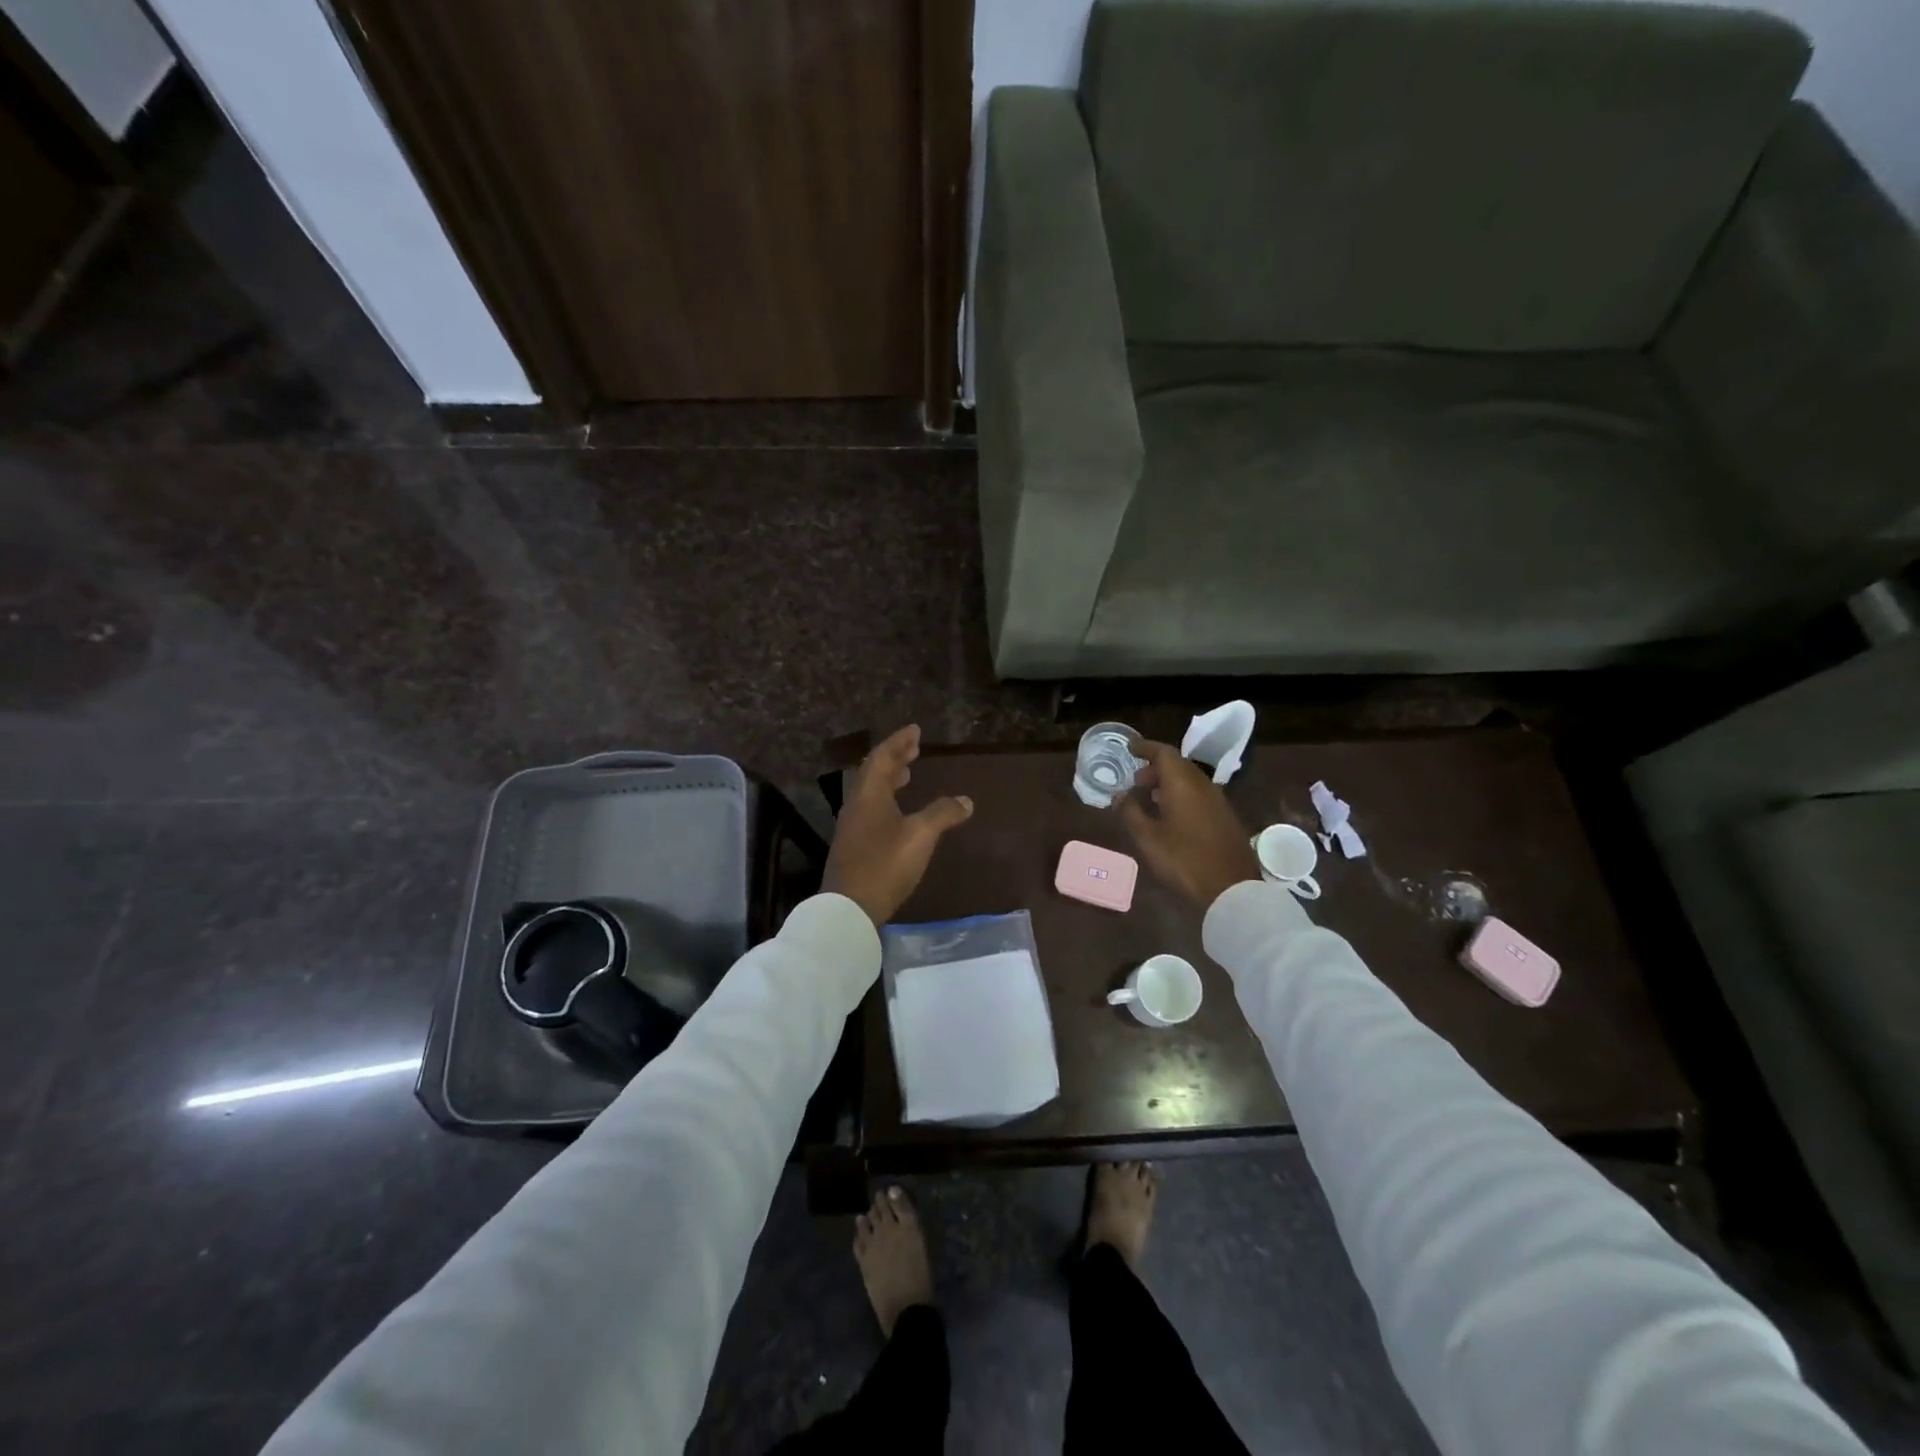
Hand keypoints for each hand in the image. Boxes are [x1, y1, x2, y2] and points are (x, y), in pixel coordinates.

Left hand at [823, 725, 973, 926]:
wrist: (849, 908)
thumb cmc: (885, 864)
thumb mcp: (920, 836)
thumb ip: (942, 814)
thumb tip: (966, 800)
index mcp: (869, 794)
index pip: (882, 757)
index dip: (899, 742)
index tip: (915, 730)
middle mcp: (857, 804)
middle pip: (874, 772)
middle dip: (895, 758)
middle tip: (914, 748)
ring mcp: (852, 826)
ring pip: (871, 792)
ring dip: (890, 778)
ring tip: (907, 774)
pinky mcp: (853, 845)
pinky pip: (871, 809)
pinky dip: (886, 799)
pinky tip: (898, 811)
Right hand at [1120, 740, 1261, 909]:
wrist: (1232, 890)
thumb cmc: (1184, 861)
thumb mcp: (1148, 839)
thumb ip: (1131, 811)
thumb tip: (1121, 795)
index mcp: (1183, 784)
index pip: (1164, 753)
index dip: (1145, 747)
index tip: (1130, 747)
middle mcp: (1203, 785)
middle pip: (1178, 764)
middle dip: (1155, 767)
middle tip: (1136, 781)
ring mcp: (1218, 801)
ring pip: (1190, 780)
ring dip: (1169, 783)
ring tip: (1150, 798)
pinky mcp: (1226, 818)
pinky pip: (1199, 794)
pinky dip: (1182, 795)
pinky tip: (1171, 815)